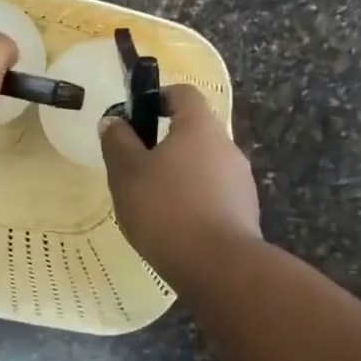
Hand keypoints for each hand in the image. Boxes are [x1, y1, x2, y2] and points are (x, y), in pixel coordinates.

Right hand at [99, 84, 261, 282]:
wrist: (217, 267)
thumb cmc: (165, 209)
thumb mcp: (126, 172)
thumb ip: (117, 142)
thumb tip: (114, 121)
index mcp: (200, 128)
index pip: (184, 93)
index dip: (158, 97)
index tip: (135, 117)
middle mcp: (227, 146)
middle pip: (194, 132)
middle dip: (164, 144)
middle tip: (134, 168)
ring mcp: (241, 181)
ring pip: (203, 165)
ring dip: (179, 175)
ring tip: (151, 202)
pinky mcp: (245, 212)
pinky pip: (213, 194)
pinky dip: (193, 201)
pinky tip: (173, 226)